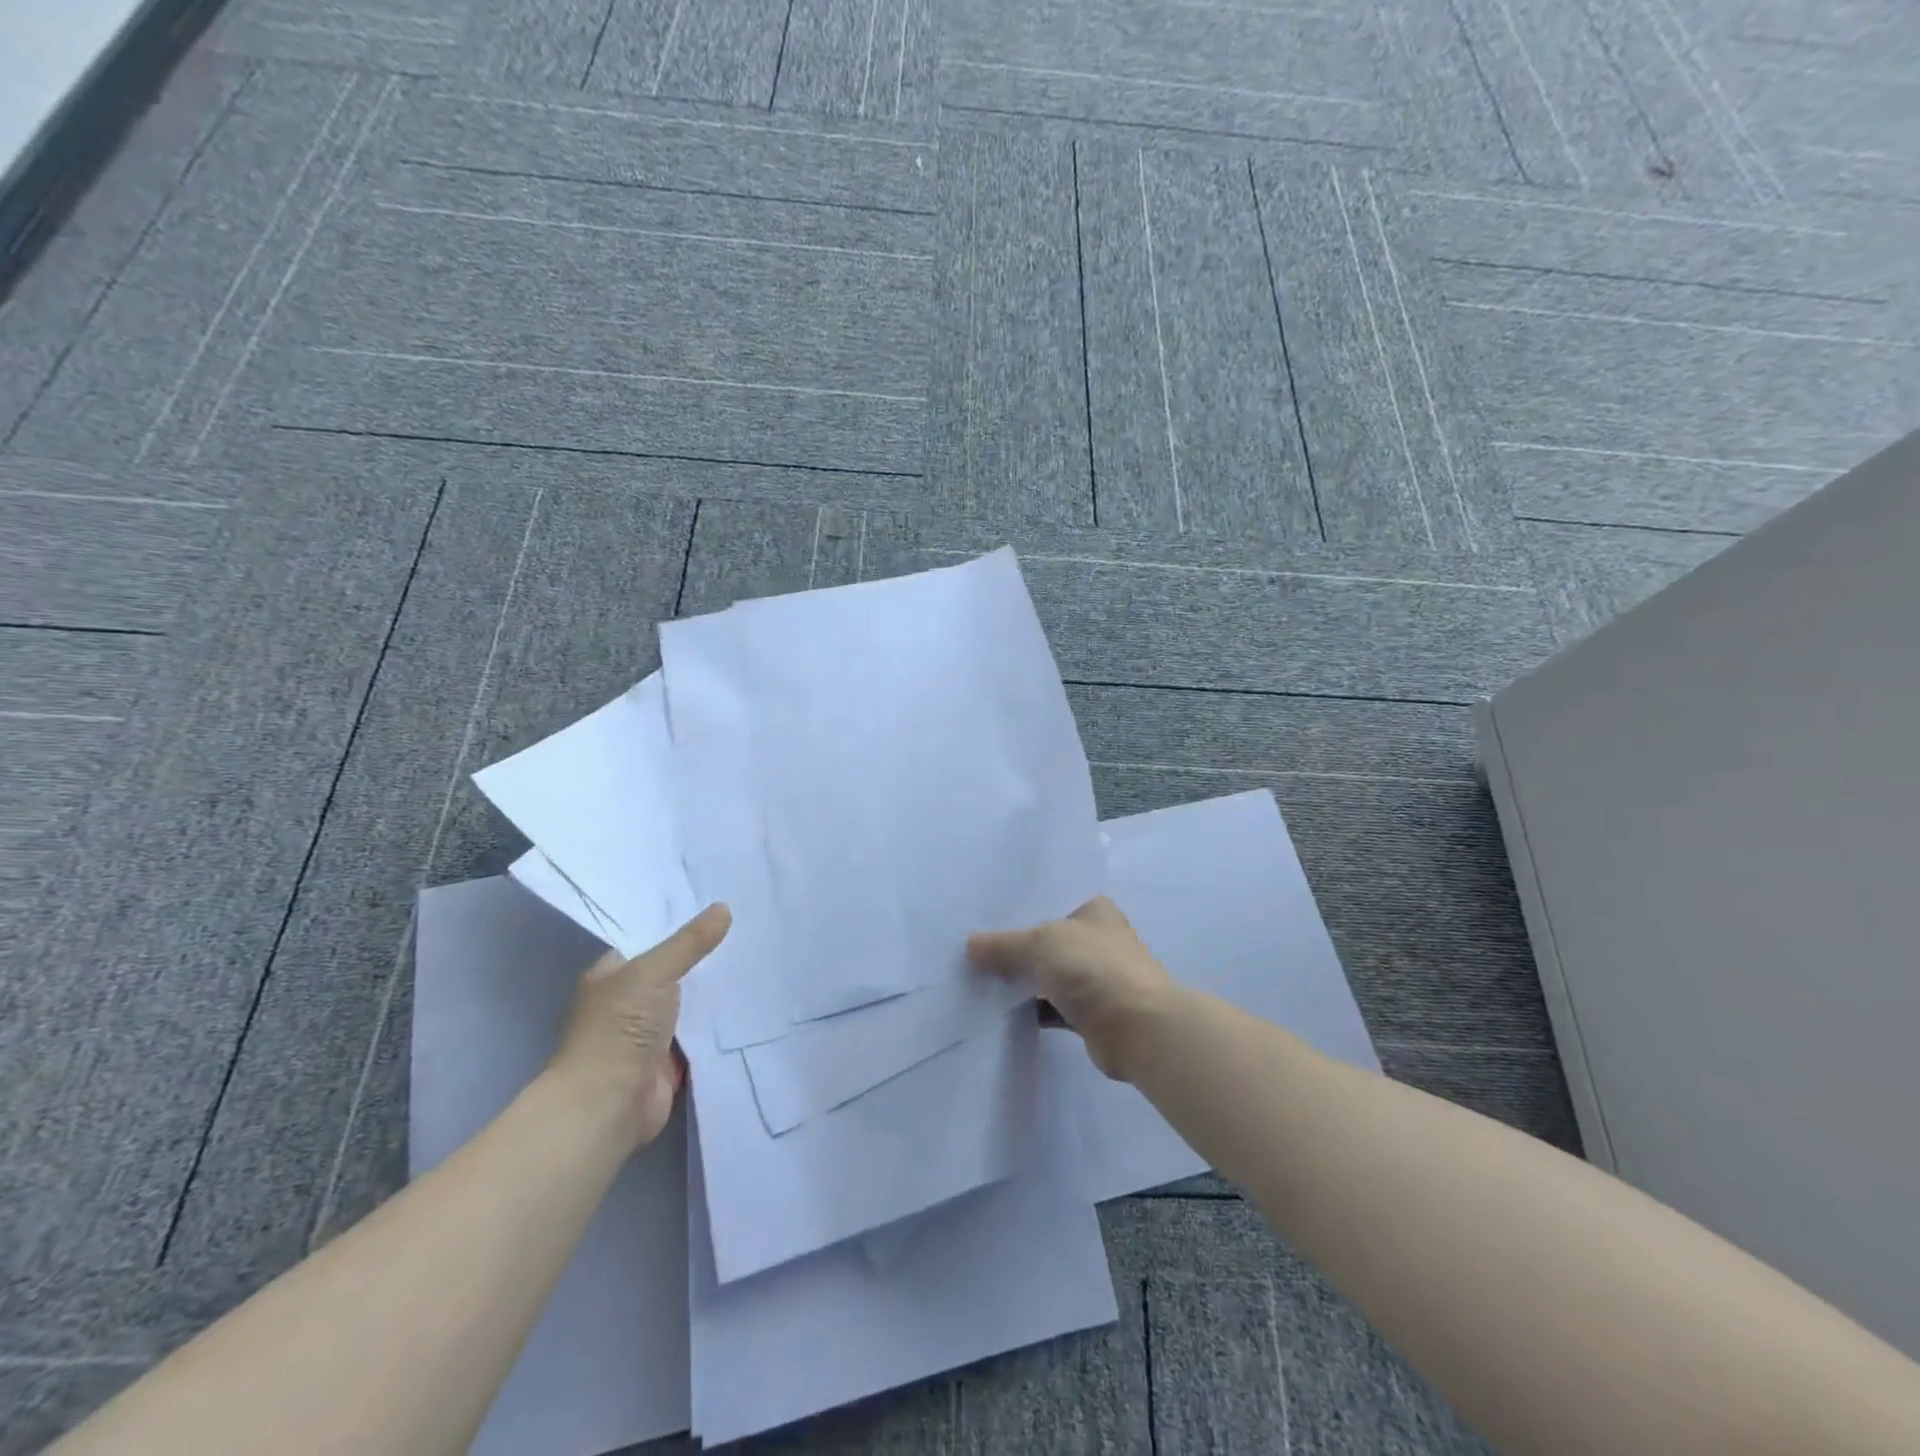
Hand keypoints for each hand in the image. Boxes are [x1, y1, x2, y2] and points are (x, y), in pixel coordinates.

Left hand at [549, 903, 730, 1146]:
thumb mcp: (654, 972)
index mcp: (612, 976)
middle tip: (748, 932)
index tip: (718, 909)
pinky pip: (700, 1035)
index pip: (649, 940)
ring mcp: (648, 1034)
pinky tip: (751, 1004)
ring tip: (757, 962)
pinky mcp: (669, 1062)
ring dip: (715, 993)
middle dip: (704, 959)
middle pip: (673, 972)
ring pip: (689, 1004)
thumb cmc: (619, 1028)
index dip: (680, 925)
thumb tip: (724, 908)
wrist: (608, 1104)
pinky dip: (719, 1026)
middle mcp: (628, 1002)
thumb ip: (689, 942)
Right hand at [967, 896, 1175, 1081]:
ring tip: (976, 978)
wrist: (1138, 1030)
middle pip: (1045, 940)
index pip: (1049, 902)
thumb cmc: (1094, 969)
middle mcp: (1096, 939)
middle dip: (1014, 947)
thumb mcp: (1042, 944)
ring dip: (1021, 981)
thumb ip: (1005, 945)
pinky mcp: (1090, 1013)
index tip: (981, 916)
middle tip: (971, 950)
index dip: (1017, 909)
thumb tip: (970, 946)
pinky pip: (1050, 1006)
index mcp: (1093, 910)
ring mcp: (1094, 978)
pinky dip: (1030, 1008)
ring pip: (1047, 975)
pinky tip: (998, 1009)